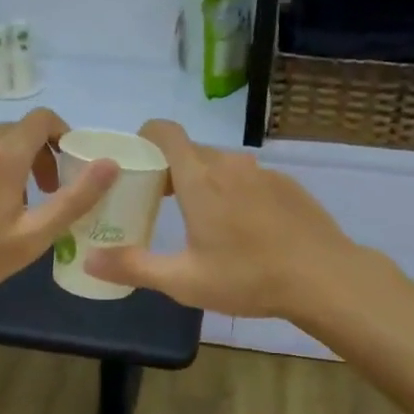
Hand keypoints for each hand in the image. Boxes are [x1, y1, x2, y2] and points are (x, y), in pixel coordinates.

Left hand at [0, 109, 117, 316]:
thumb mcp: (34, 236)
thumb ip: (77, 197)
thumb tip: (111, 164)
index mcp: (4, 153)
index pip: (43, 119)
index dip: (63, 135)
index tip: (68, 166)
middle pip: (20, 130)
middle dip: (40, 154)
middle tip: (44, 194)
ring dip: (12, 159)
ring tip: (11, 202)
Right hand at [86, 119, 359, 320]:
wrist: (324, 276)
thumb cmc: (248, 276)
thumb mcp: (184, 281)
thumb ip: (134, 267)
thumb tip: (89, 260)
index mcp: (199, 179)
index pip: (165, 132)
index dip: (145, 136)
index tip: (136, 159)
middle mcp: (229, 164)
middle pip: (190, 151)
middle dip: (171, 168)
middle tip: (161, 202)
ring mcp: (261, 172)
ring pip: (221, 165)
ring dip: (205, 181)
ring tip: (203, 219)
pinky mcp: (286, 184)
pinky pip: (249, 177)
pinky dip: (236, 191)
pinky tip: (246, 228)